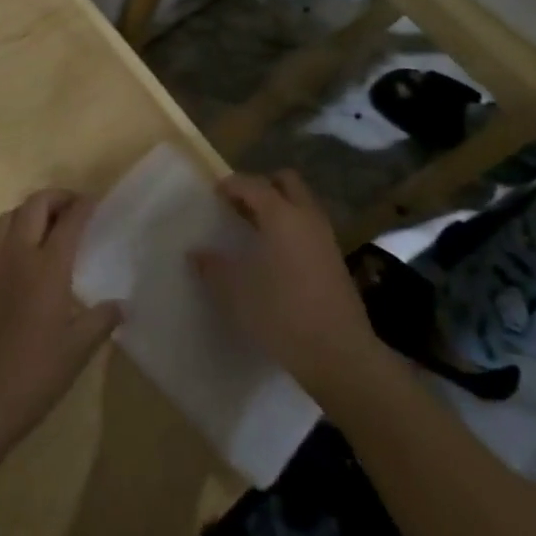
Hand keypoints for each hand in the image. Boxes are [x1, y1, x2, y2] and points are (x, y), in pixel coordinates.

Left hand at [0, 190, 121, 456]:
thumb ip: (101, 320)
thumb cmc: (35, 374)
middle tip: (75, 207)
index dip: (84, 206)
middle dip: (56, 197)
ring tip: (51, 225)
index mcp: (47, 268)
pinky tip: (29, 256)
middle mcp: (18, 256)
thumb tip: (121, 305)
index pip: (68, 221)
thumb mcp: (78, 349)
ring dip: (31, 210)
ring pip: (9, 216)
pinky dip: (15, 230)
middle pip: (34, 205)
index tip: (96, 201)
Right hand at [190, 171, 376, 397]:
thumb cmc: (281, 313)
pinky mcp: (335, 259)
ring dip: (279, 207)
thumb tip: (197, 253)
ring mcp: (325, 237)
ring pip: (301, 203)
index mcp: (281, 215)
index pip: (253, 184)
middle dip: (262, 186)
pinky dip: (291, 227)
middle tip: (239, 205)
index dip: (231, 185)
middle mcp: (306, 217)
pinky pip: (309, 226)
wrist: (338, 353)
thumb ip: (213, 267)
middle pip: (286, 181)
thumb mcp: (236, 292)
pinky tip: (275, 254)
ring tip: (254, 229)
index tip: (214, 193)